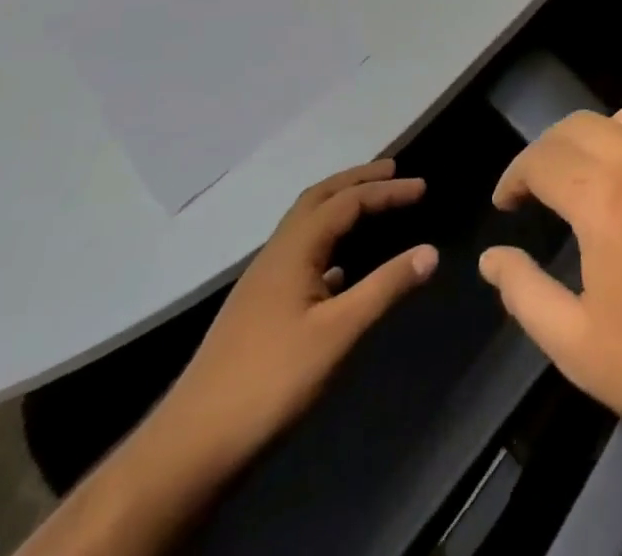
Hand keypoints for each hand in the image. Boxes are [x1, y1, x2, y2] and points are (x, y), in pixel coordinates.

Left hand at [142, 161, 438, 482]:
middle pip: (317, 199)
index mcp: (293, 251)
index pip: (346, 202)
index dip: (386, 190)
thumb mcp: (338, 333)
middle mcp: (275, 256)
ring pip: (305, 227)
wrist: (190, 449)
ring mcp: (261, 284)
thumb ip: (386, 288)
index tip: (422, 187)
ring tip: (371, 208)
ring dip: (339, 208)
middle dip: (356, 180)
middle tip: (392, 171)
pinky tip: (340, 271)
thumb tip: (431, 251)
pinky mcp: (257, 311)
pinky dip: (327, 244)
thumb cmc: (270, 381)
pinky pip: (299, 256)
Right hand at [478, 109, 621, 460]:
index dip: (514, 175)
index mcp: (603, 193)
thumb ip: (523, 291)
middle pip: (582, 125)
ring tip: (588, 179)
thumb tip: (492, 258)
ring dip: (599, 139)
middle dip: (549, 151)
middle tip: (536, 191)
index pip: (542, 157)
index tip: (505, 205)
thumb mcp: (574, 342)